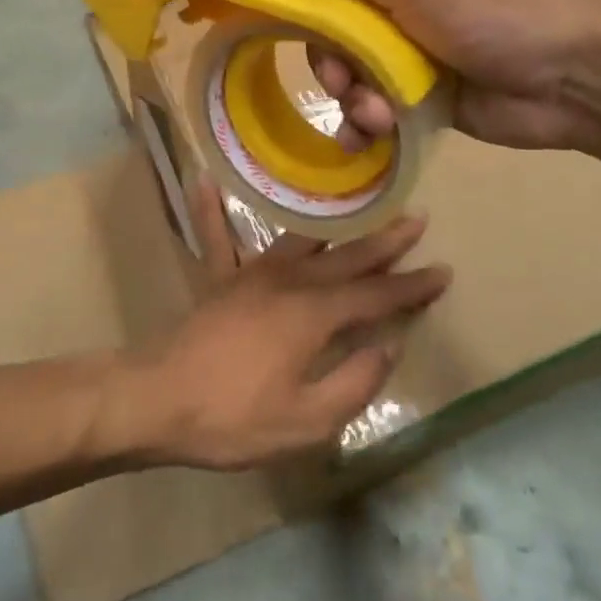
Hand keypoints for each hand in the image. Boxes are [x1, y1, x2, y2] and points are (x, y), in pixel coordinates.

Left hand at [121, 181, 449, 469]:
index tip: (443, 271)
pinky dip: (210, 210)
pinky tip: (202, 178)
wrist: (157, 401)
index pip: (375, 296)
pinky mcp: (217, 280)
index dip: (411, 286)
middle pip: (346, 257)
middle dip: (385, 241)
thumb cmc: (234, 418)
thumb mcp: (306, 422)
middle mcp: (287, 281)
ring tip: (356, 200)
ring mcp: (249, 274)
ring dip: (333, 222)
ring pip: (300, 239)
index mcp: (312, 314)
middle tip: (417, 217)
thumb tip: (387, 347)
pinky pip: (215, 237)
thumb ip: (353, 383)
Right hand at [207, 0, 600, 150]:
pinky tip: (380, 128)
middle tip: (326, 63)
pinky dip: (366, 115)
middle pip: (319, 5)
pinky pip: (366, 97)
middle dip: (316, 41)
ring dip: (347, 87)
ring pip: (339, 60)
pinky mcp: (416, 86)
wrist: (579, 80)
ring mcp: (405, 38)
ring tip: (375, 106)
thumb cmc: (501, 10)